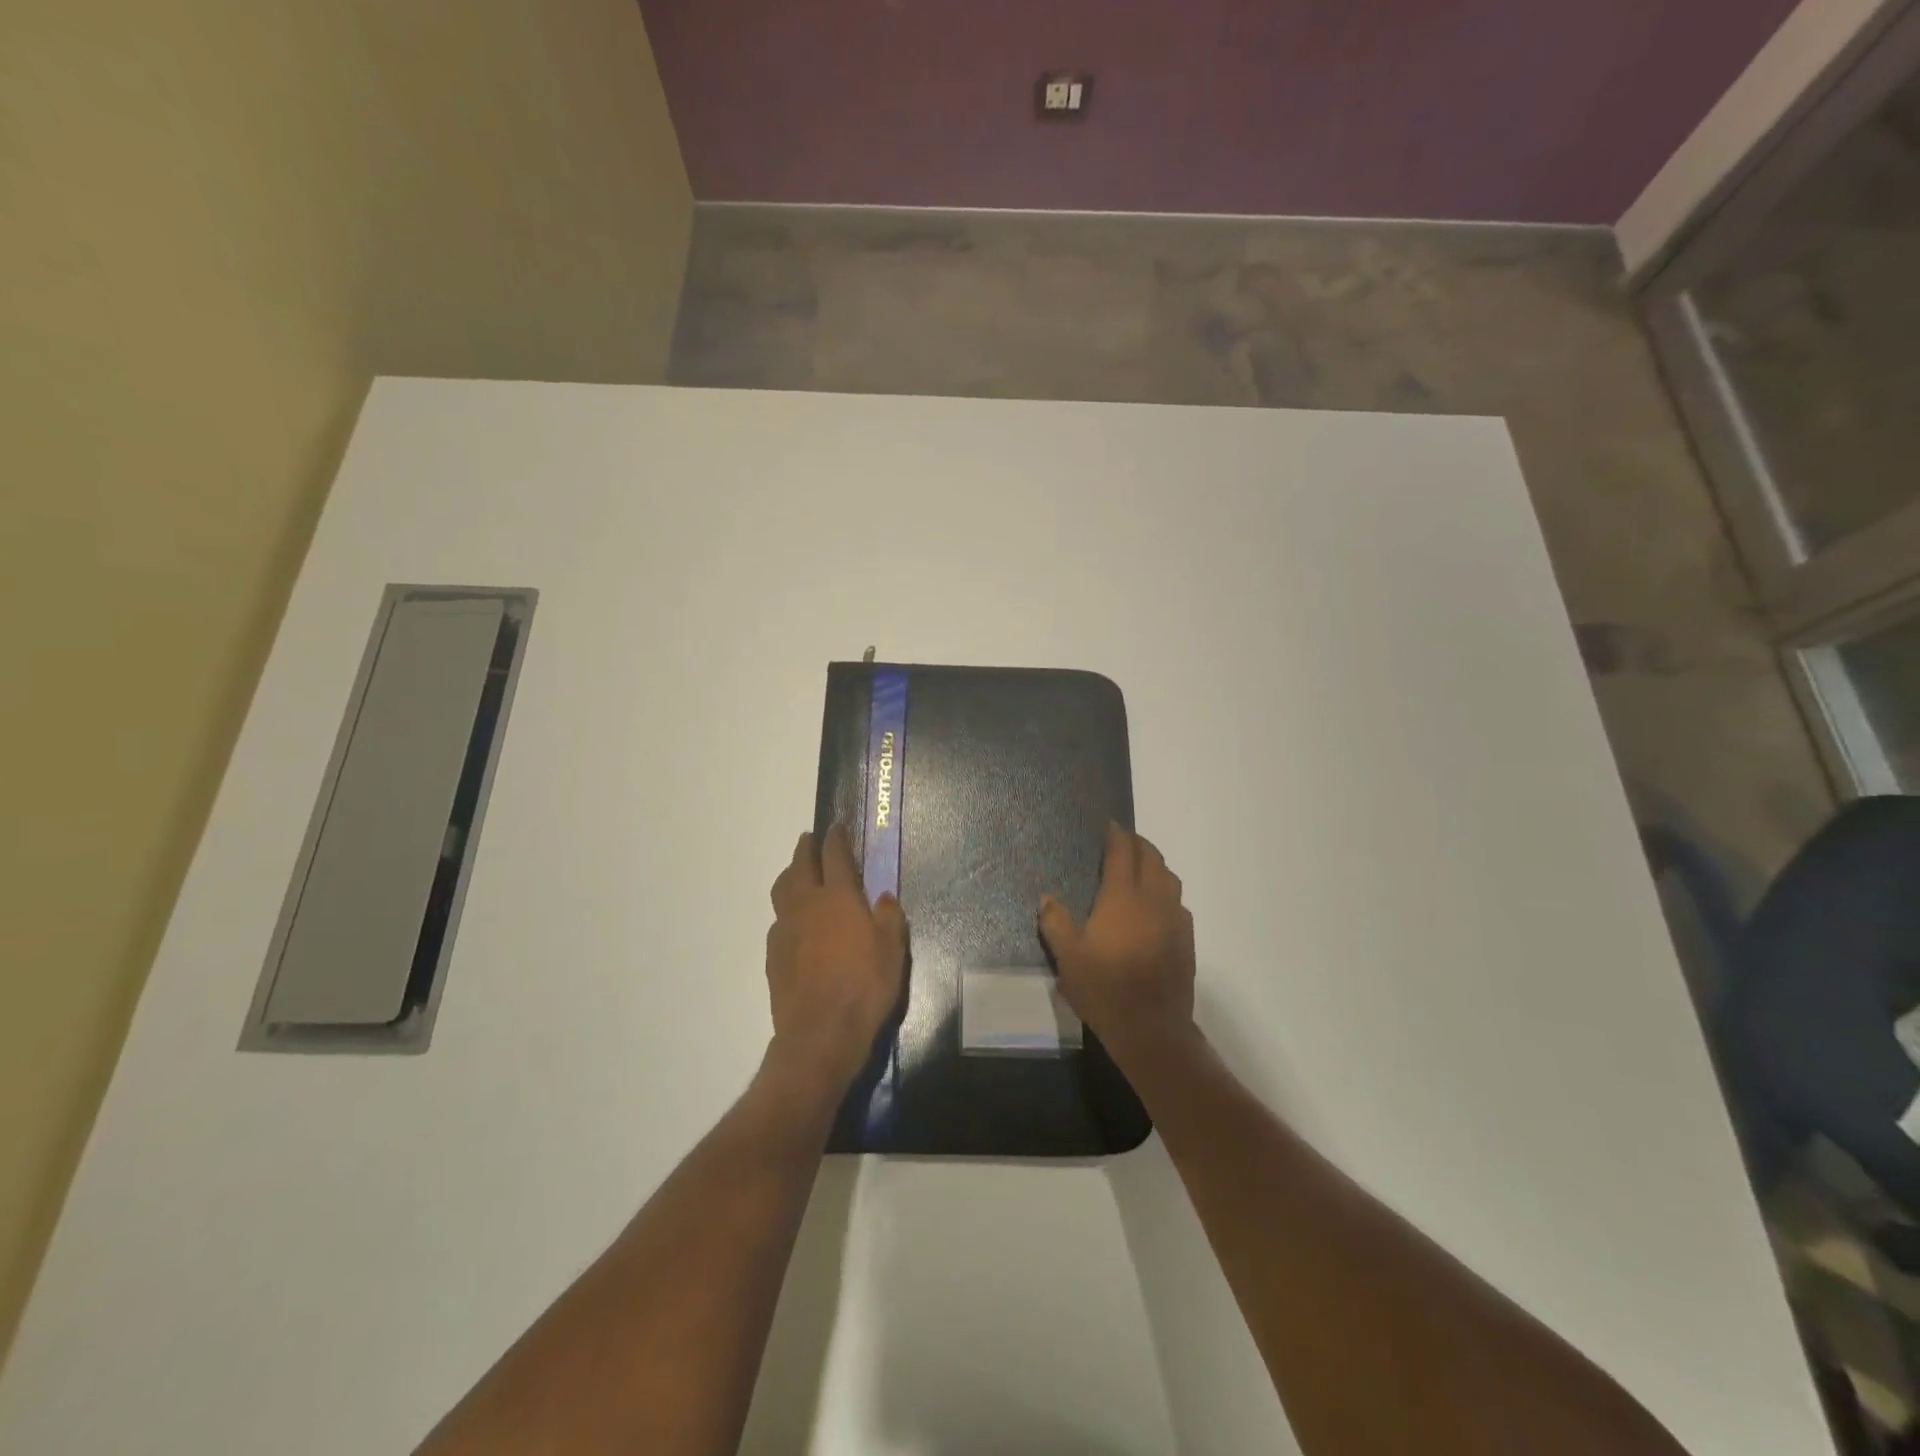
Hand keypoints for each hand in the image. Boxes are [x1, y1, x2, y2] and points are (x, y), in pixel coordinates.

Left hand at [765, 825, 907, 1092]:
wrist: (821, 1033)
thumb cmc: (865, 986)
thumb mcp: (892, 950)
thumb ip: (888, 918)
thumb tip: (883, 898)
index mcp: (838, 897)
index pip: (834, 856)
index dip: (836, 838)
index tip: (836, 827)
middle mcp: (807, 904)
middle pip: (800, 865)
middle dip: (806, 848)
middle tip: (811, 840)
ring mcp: (785, 929)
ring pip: (782, 889)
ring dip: (791, 875)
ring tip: (798, 874)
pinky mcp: (773, 954)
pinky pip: (778, 921)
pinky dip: (787, 911)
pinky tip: (796, 923)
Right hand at [1039, 824, 1195, 1056]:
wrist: (1151, 1029)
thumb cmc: (1104, 989)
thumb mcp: (1068, 958)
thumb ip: (1056, 923)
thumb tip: (1047, 898)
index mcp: (1123, 898)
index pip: (1123, 853)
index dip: (1117, 835)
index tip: (1110, 825)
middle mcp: (1153, 900)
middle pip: (1152, 859)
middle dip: (1139, 844)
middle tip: (1124, 841)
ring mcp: (1174, 919)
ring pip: (1169, 879)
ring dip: (1155, 865)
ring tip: (1140, 868)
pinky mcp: (1187, 940)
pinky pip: (1177, 903)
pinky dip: (1166, 892)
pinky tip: (1155, 907)